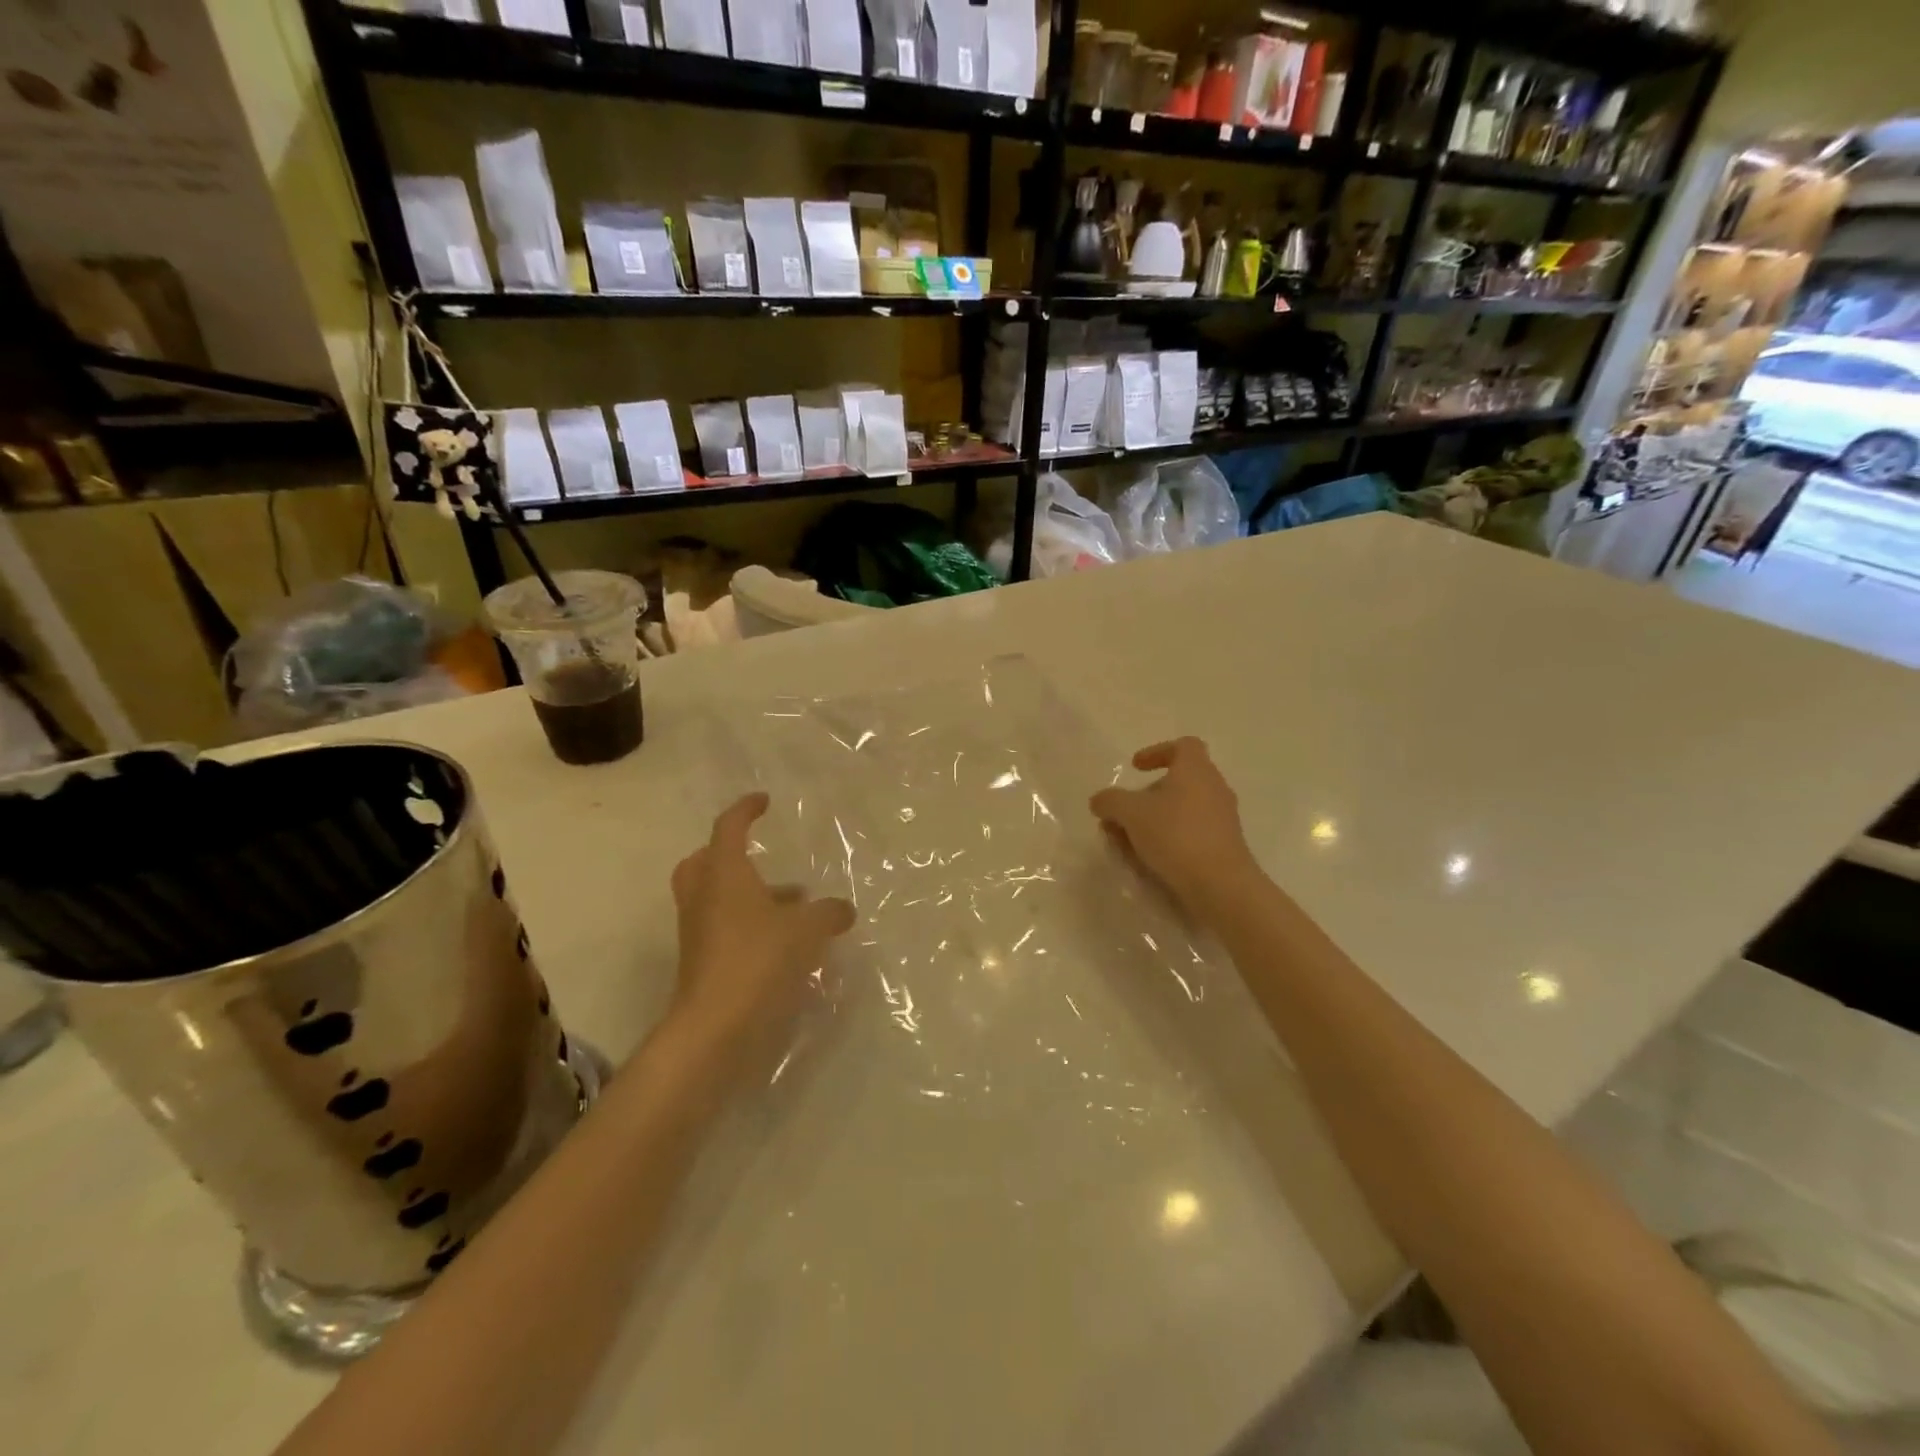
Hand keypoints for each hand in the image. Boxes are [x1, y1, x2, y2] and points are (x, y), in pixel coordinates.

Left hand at [665, 793, 855, 1066]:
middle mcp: (704, 897)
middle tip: (756, 855)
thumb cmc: (758, 960)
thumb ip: (828, 913)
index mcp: (724, 875)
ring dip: (746, 893)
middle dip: (727, 854)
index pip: (729, 828)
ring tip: (792, 904)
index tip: (763, 801)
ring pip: (714, 898)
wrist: (714, 1027)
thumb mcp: (806, 930)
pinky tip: (783, 941)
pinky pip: (722, 928)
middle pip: (704, 862)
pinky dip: (748, 924)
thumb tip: (843, 909)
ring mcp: (698, 932)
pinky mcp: (702, 962)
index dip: (746, 810)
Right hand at [1089, 738, 1263, 923]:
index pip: (1183, 746)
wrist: (1221, 885)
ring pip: (1183, 810)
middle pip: (1179, 782)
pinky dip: (1169, 840)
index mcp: (1195, 770)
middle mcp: (1214, 789)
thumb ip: (1110, 801)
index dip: (1157, 752)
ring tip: (1128, 842)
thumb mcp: (1130, 813)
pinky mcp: (1225, 847)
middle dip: (1147, 796)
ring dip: (1155, 821)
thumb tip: (1099, 800)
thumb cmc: (1176, 835)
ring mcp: (1223, 819)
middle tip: (1123, 814)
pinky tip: (1149, 861)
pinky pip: (1191, 834)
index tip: (1135, 768)